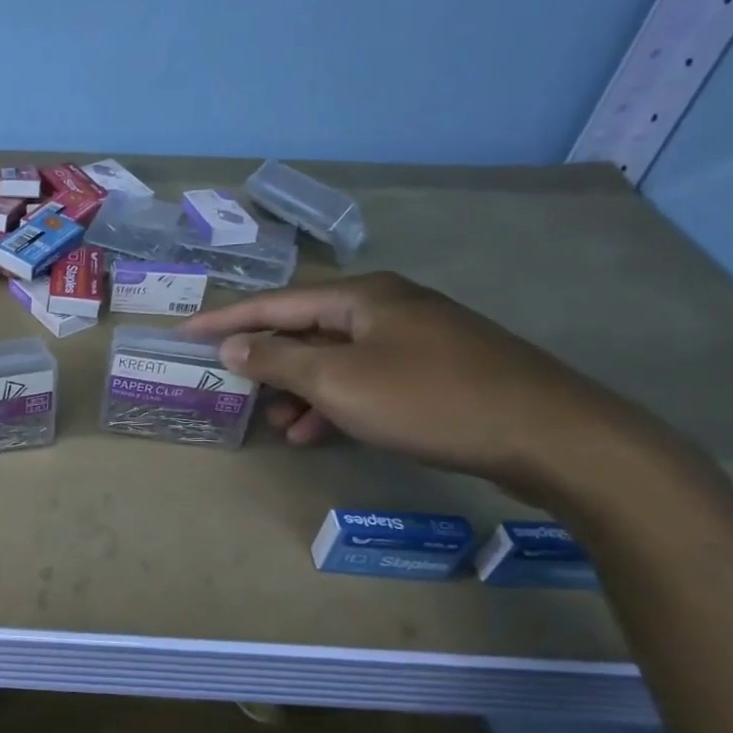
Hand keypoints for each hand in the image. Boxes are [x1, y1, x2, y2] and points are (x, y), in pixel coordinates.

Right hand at [179, 273, 654, 497]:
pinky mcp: (434, 370)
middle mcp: (385, 307)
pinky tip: (322, 433)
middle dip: (266, 362)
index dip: (224, 320)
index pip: (273, 303)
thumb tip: (232, 344)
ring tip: (281, 425)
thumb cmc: (430, 399)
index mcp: (361, 297)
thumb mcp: (340, 381)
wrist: (551, 435)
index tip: (182, 333)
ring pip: (335, 359)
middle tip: (232, 389)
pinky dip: (337, 403)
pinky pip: (364, 379)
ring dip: (300, 390)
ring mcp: (414, 338)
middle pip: (304, 329)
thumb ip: (279, 360)